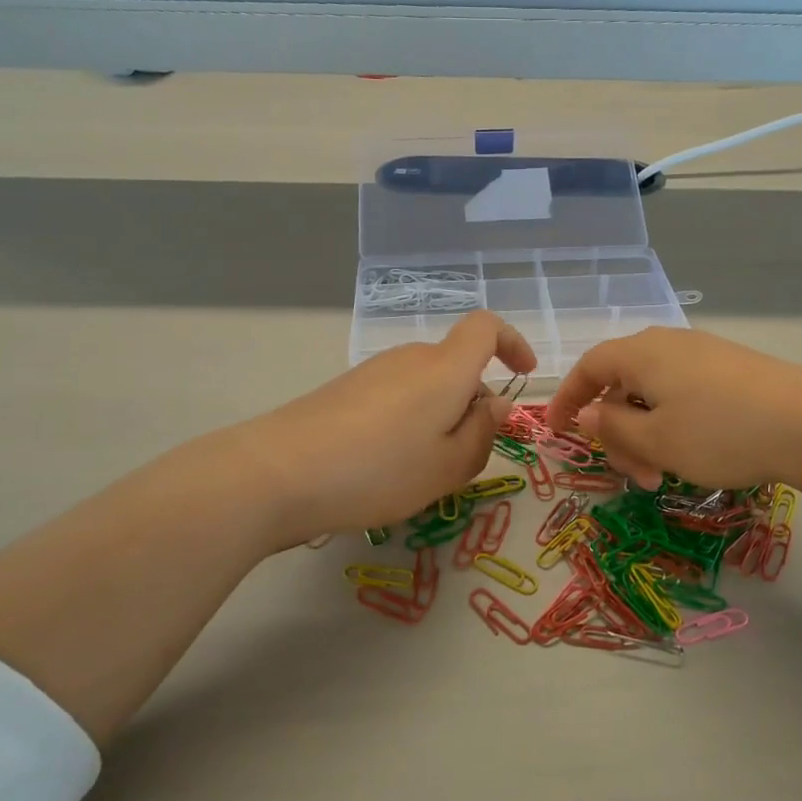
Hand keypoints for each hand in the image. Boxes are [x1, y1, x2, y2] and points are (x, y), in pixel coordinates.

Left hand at [231, 311, 536, 548]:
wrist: (278, 472)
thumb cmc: (380, 470)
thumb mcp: (449, 466)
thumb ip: (483, 433)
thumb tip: (495, 405)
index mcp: (445, 369)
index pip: (486, 327)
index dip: (511, 343)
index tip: (523, 374)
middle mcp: (410, 358)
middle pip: (456, 366)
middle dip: (473, 404)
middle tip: (466, 458)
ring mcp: (373, 371)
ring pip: (426, 386)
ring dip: (440, 418)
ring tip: (423, 470)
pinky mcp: (344, 390)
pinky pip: (396, 397)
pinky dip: (409, 422)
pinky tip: (385, 465)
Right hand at [545, 327, 801, 492]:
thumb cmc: (721, 433)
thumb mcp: (657, 440)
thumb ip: (613, 427)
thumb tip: (586, 412)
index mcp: (642, 353)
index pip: (589, 367)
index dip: (567, 398)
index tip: (556, 432)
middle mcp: (670, 344)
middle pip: (623, 383)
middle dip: (618, 432)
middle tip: (634, 476)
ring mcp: (706, 354)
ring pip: (655, 393)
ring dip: (647, 434)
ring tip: (664, 476)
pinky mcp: (734, 370)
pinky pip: (685, 393)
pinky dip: (674, 424)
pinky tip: (693, 454)